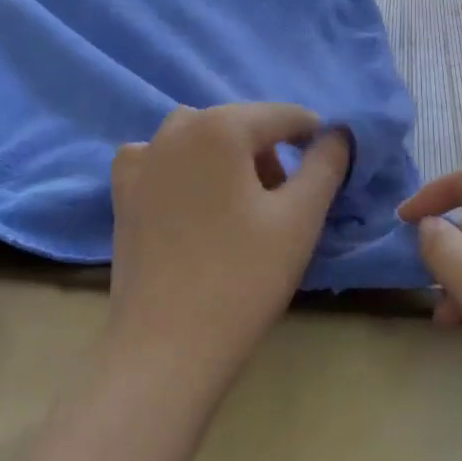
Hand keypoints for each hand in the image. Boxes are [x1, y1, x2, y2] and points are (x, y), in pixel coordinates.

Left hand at [107, 103, 352, 391]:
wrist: (167, 345)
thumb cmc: (244, 277)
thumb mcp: (300, 218)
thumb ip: (325, 165)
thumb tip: (337, 134)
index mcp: (220, 127)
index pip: (282, 115)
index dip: (312, 135)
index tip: (328, 164)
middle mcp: (175, 130)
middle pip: (238, 124)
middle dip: (268, 151)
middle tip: (286, 199)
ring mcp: (142, 161)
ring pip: (198, 138)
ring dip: (226, 156)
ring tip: (242, 204)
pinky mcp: (123, 193)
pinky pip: (160, 160)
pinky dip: (182, 168)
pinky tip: (192, 201)